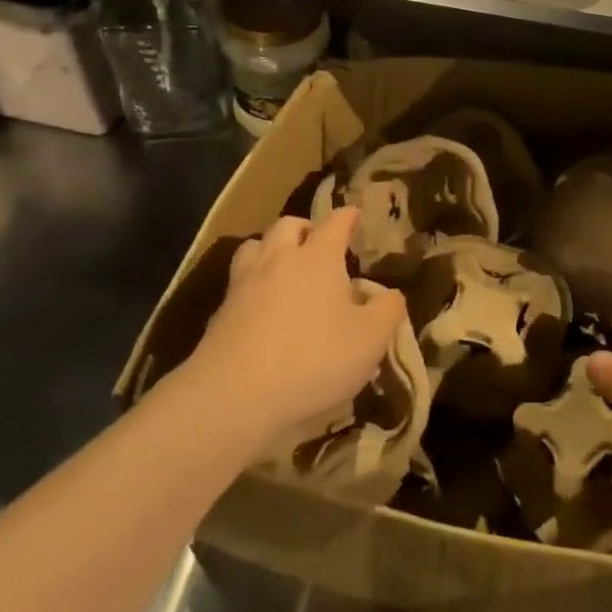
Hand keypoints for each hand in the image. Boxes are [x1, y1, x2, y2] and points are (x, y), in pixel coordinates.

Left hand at [189, 209, 407, 447]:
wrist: (235, 397)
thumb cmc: (314, 360)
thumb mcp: (370, 340)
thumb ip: (388, 311)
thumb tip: (391, 295)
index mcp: (318, 257)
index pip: (335, 222)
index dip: (347, 216)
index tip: (354, 214)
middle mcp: (279, 259)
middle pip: (288, 225)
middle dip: (305, 228)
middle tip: (316, 243)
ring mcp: (244, 283)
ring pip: (255, 246)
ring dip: (270, 248)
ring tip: (282, 267)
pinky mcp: (220, 313)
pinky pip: (237, 283)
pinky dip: (251, 284)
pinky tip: (259, 306)